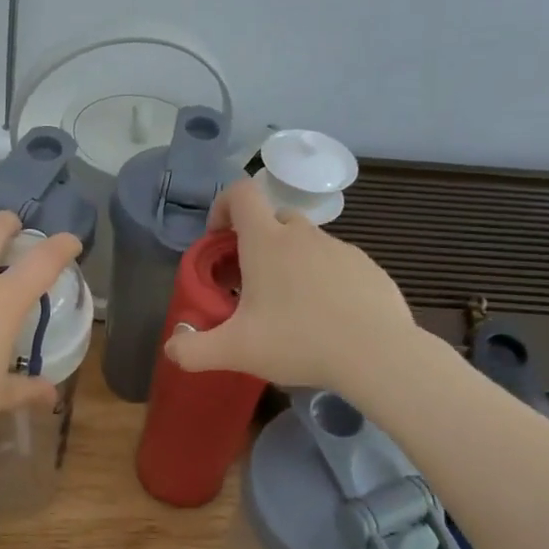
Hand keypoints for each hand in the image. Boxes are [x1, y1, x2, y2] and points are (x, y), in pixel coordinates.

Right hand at [163, 178, 426, 393]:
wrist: (377, 355)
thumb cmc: (298, 342)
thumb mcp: (236, 351)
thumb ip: (194, 350)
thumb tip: (172, 349)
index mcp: (266, 241)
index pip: (240, 193)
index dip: (223, 206)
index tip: (219, 239)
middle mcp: (303, 235)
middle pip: (273, 220)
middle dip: (257, 243)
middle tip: (251, 285)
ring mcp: (341, 249)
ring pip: (307, 243)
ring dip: (292, 263)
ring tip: (291, 308)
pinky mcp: (369, 268)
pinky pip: (337, 264)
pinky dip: (325, 280)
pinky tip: (327, 318)